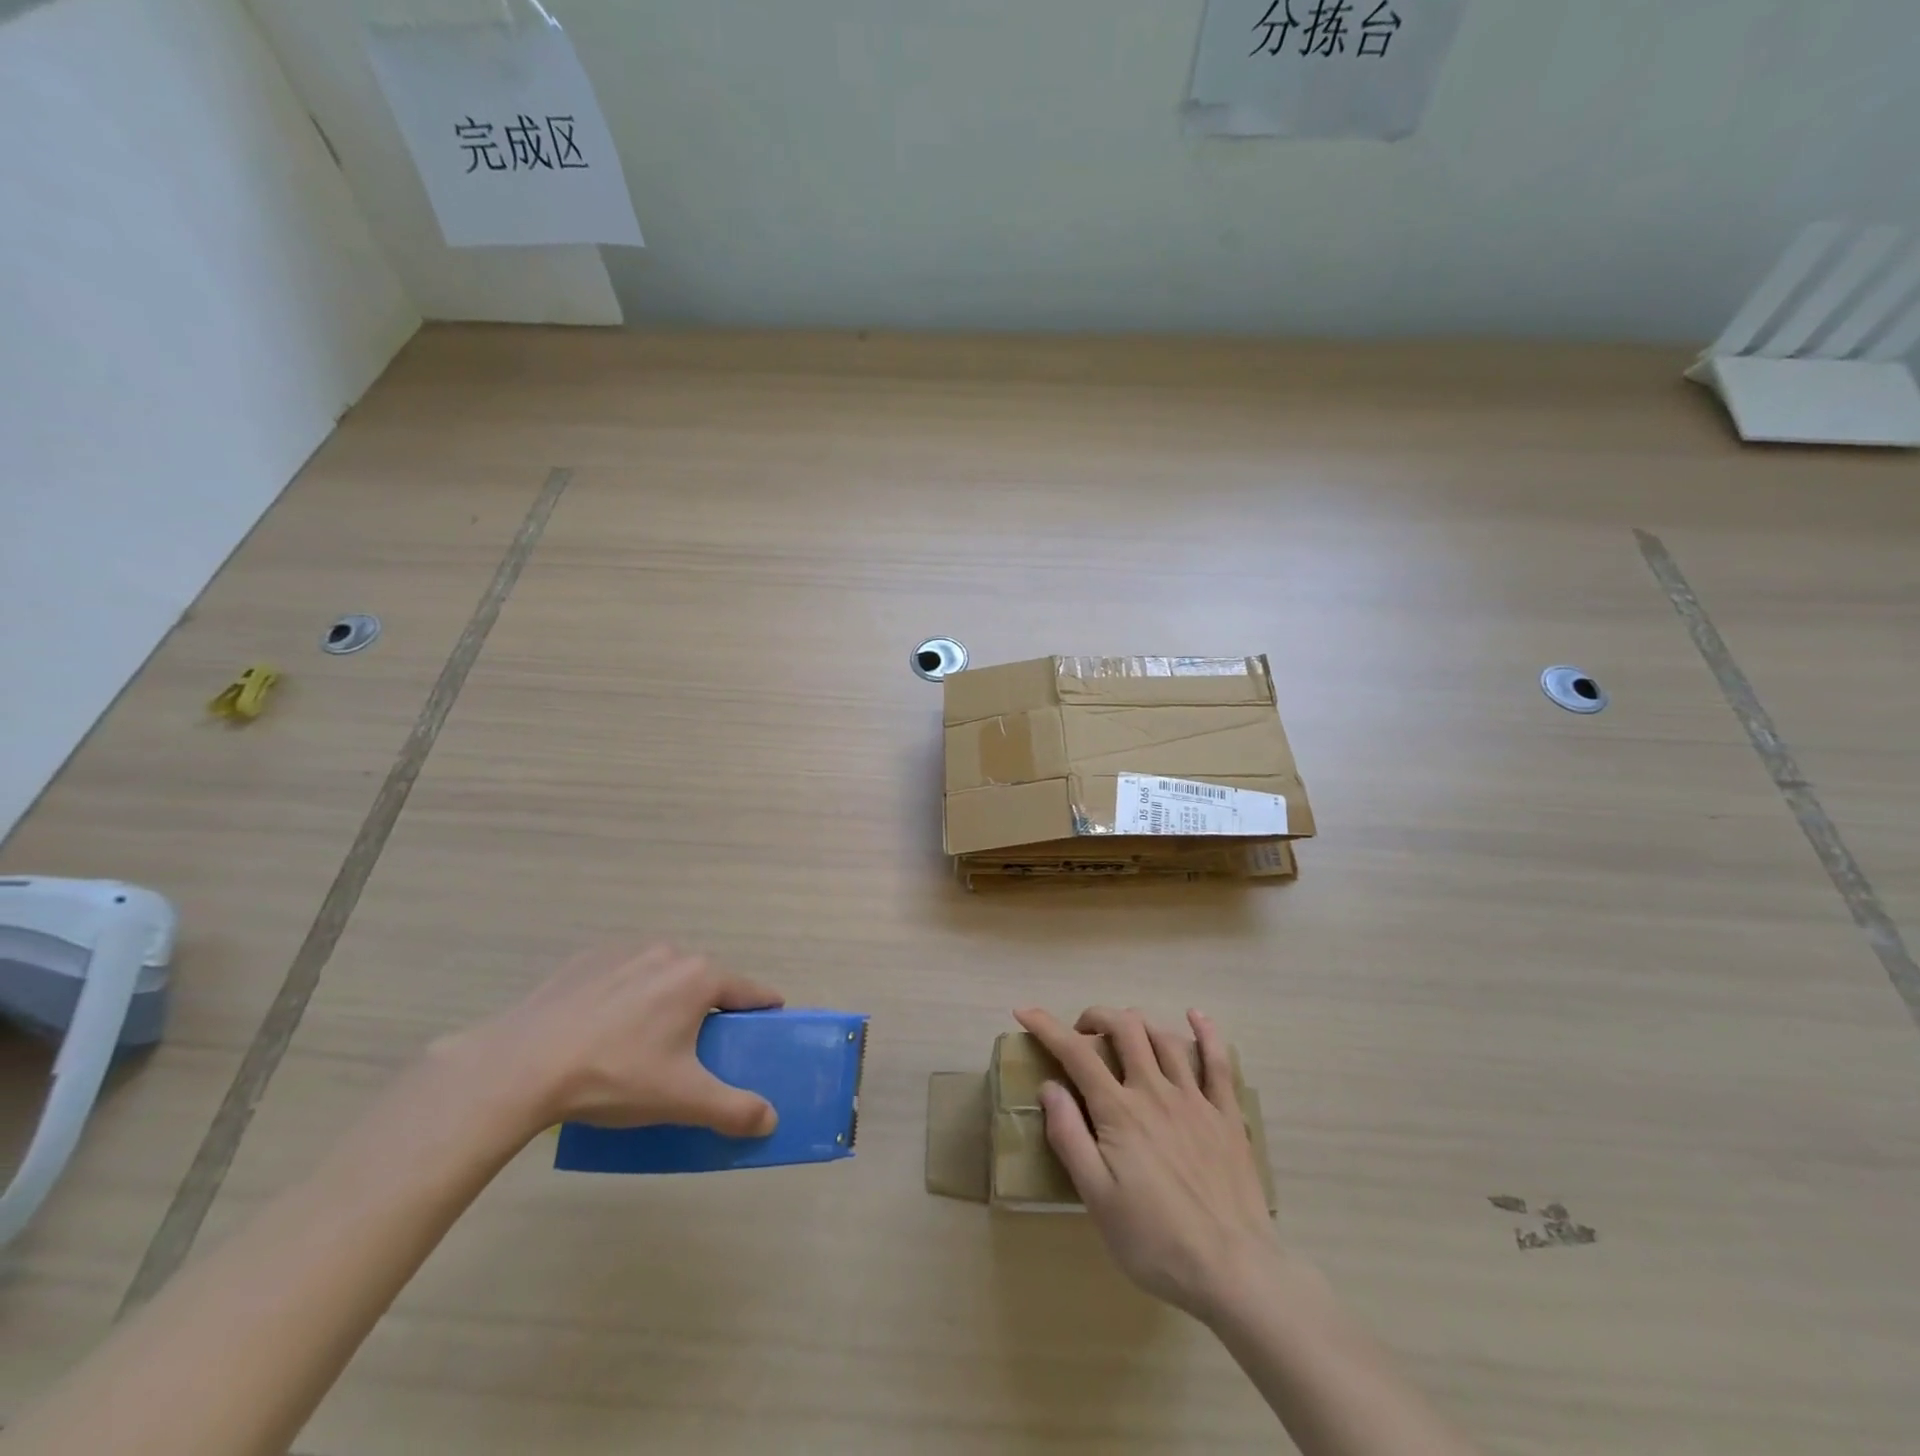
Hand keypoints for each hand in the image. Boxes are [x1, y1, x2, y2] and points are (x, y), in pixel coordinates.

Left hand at [445, 943, 784, 1138]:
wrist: (519, 1067)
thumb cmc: (614, 1076)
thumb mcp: (681, 1100)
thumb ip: (733, 1109)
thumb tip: (771, 1120)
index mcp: (700, 977)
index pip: (751, 991)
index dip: (763, 1011)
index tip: (766, 1028)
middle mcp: (669, 952)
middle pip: (705, 982)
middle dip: (708, 1011)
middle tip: (695, 1052)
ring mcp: (625, 950)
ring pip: (662, 976)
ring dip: (666, 1000)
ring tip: (643, 1043)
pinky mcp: (587, 959)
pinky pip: (623, 975)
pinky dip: (625, 996)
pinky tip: (602, 1029)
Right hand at [1013, 1005, 1282, 1322]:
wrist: (1234, 1271)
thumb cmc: (1155, 1242)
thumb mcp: (1097, 1199)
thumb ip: (1070, 1138)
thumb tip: (1048, 1087)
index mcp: (1120, 1112)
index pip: (1076, 1053)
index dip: (1047, 1026)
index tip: (1025, 1012)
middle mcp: (1155, 1092)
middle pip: (1124, 1028)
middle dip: (1096, 1017)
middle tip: (1081, 1034)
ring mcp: (1195, 1099)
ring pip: (1164, 1037)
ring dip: (1137, 1023)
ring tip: (1123, 1033)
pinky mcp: (1226, 1115)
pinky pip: (1218, 1062)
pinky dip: (1206, 1032)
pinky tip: (1195, 1015)